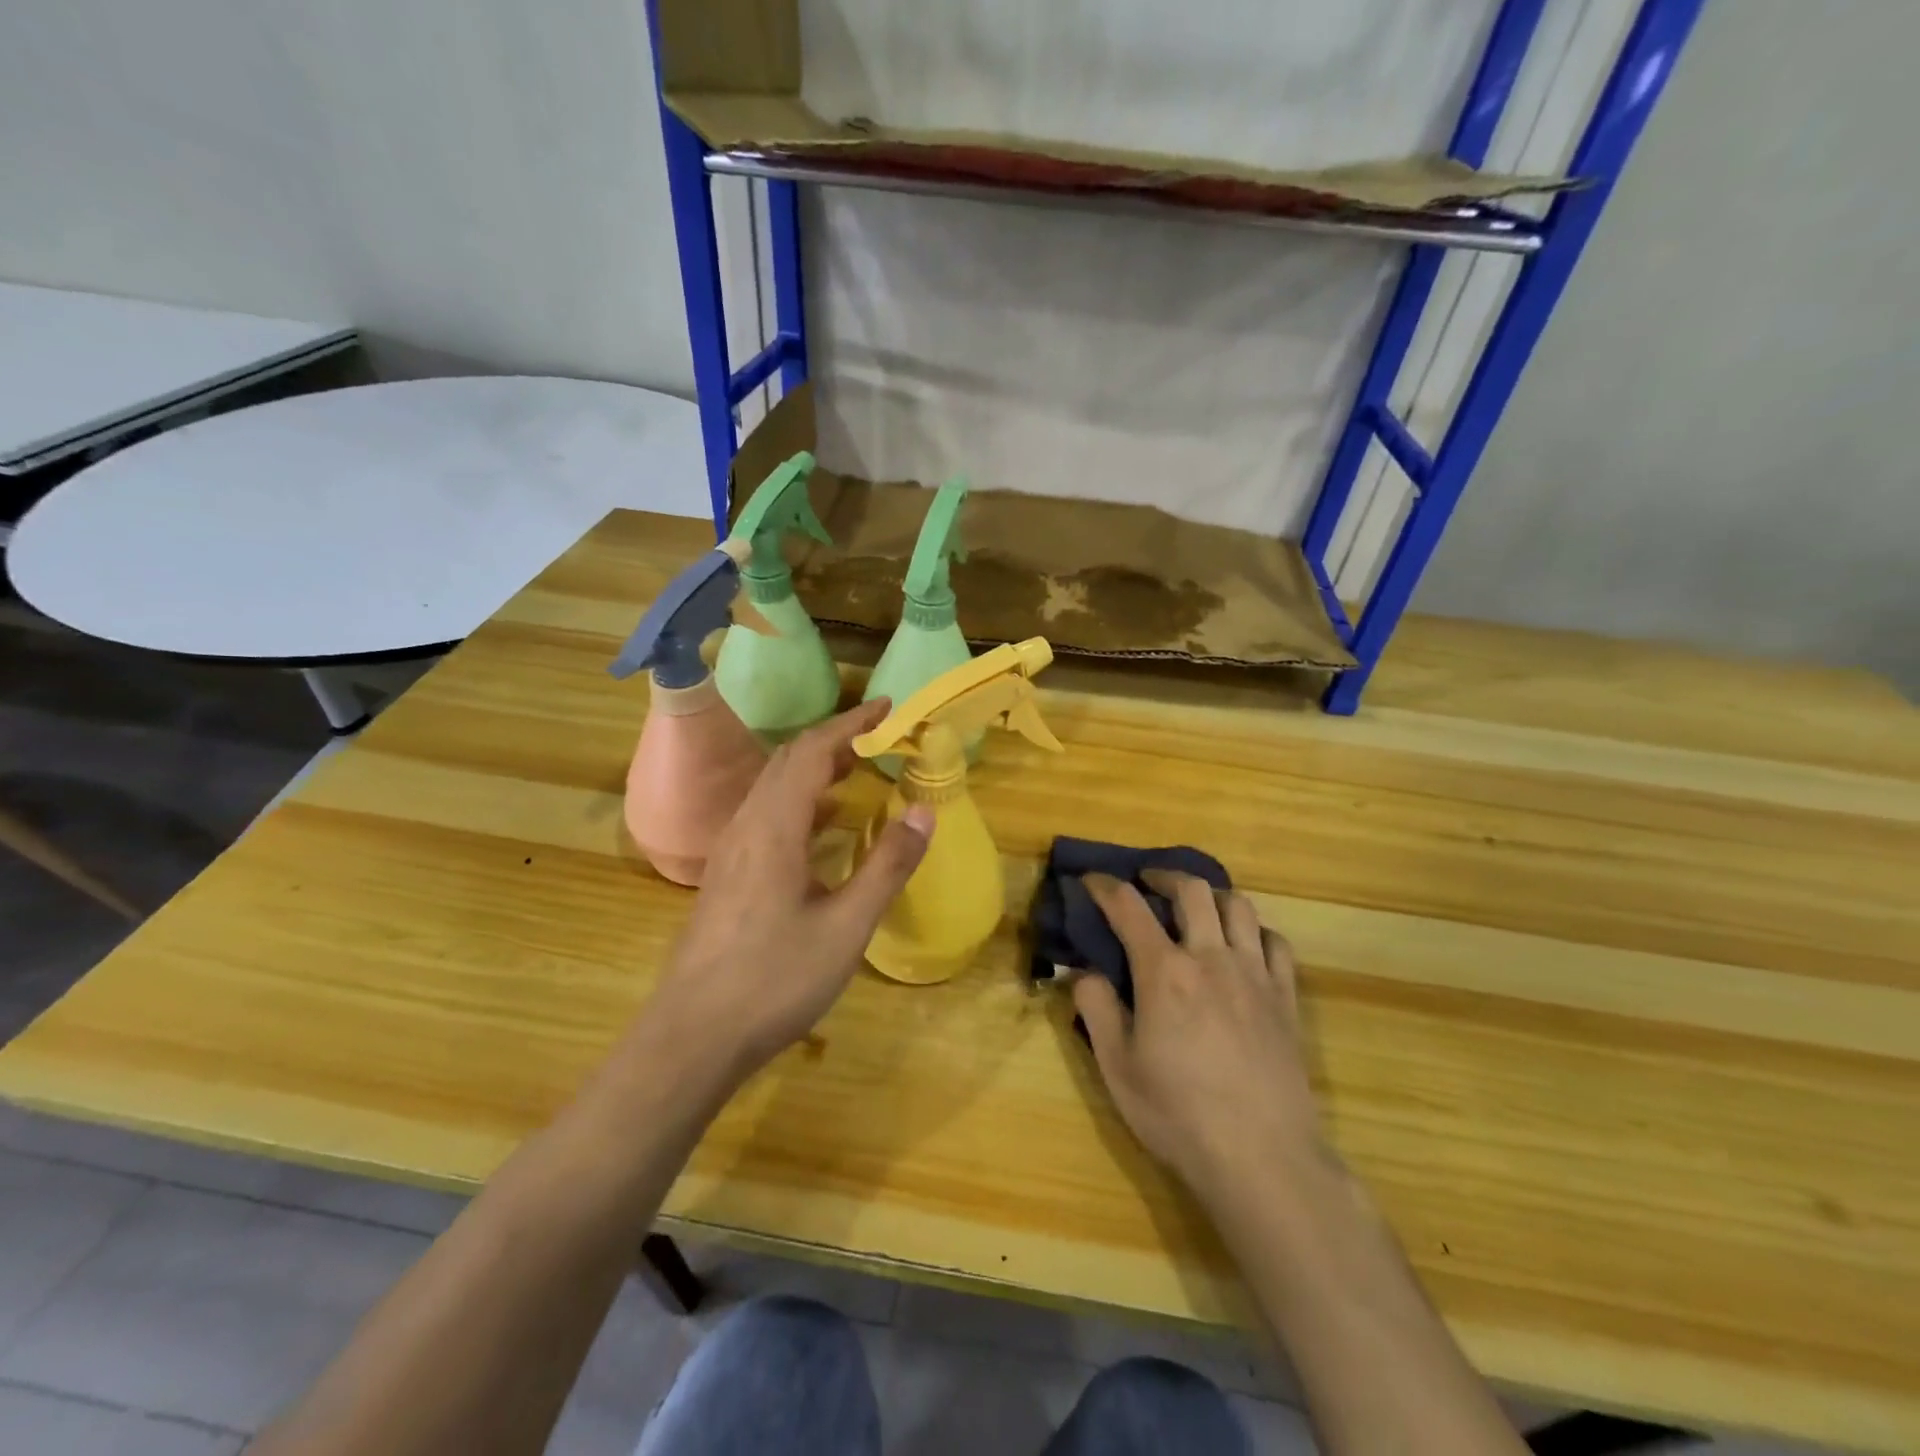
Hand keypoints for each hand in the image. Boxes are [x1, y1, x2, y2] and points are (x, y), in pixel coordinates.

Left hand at [643, 699, 934, 1081]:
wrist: (693, 1037)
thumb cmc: (774, 980)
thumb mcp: (846, 927)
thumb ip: (886, 865)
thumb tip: (924, 811)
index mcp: (774, 827)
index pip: (813, 751)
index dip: (852, 724)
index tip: (889, 707)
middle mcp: (747, 826)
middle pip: (789, 761)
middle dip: (836, 740)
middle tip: (881, 737)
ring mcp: (732, 851)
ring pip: (775, 788)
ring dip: (816, 769)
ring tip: (858, 770)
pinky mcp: (728, 875)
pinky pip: (767, 815)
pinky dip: (801, 801)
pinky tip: (822, 825)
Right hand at [1074, 871, 1322, 1198]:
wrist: (1263, 1158)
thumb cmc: (1179, 1115)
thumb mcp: (1117, 1068)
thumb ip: (1096, 1009)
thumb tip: (1084, 972)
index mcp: (1164, 972)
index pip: (1128, 907)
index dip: (1104, 886)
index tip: (1091, 880)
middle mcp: (1211, 958)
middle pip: (1192, 890)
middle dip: (1164, 875)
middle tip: (1148, 882)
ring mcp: (1255, 975)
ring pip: (1239, 906)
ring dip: (1212, 894)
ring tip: (1197, 906)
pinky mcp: (1286, 999)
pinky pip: (1276, 942)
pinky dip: (1255, 930)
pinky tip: (1244, 945)